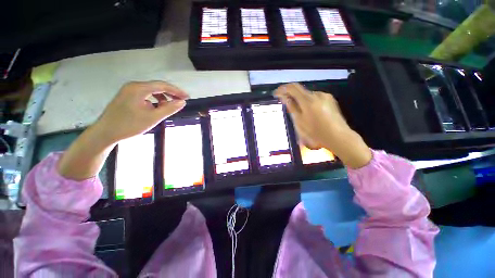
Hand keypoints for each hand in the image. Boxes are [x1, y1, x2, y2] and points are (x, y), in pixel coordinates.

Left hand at [94, 81, 188, 143]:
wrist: (105, 133)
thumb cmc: (129, 126)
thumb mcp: (153, 118)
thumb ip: (169, 109)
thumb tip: (182, 102)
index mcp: (139, 88)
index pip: (163, 86)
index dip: (177, 91)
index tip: (187, 97)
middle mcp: (133, 86)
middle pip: (157, 86)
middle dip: (171, 93)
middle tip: (182, 101)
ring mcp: (129, 90)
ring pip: (152, 90)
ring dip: (163, 97)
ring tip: (170, 106)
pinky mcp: (127, 96)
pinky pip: (146, 94)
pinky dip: (155, 99)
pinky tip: (157, 107)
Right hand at [275, 83, 371, 168]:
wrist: (338, 136)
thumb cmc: (316, 132)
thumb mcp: (300, 122)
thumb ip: (292, 108)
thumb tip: (285, 98)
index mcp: (308, 100)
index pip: (292, 88)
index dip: (283, 89)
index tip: (277, 93)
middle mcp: (317, 94)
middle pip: (300, 90)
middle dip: (291, 95)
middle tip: (286, 104)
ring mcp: (325, 96)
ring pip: (308, 95)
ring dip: (300, 100)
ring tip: (299, 111)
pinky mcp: (330, 100)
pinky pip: (315, 98)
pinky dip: (308, 102)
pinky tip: (309, 112)